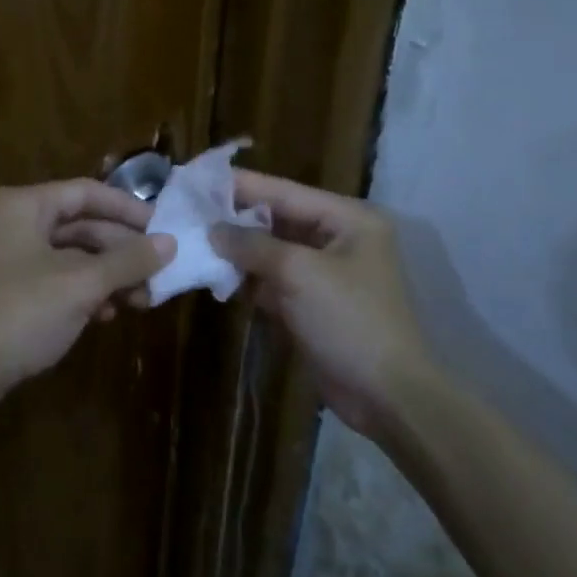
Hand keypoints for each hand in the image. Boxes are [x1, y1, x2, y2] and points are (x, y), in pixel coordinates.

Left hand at [0, 180, 176, 434]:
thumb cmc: (18, 314)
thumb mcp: (80, 285)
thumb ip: (127, 260)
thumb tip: (170, 242)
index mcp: (24, 206)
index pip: (87, 193)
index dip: (128, 209)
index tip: (164, 229)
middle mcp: (13, 222)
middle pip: (81, 226)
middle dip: (121, 252)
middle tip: (158, 274)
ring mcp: (7, 257)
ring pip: (70, 256)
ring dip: (107, 276)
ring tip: (141, 300)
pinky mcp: (6, 290)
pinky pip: (55, 279)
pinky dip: (83, 292)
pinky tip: (106, 314)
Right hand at [211, 171, 431, 434]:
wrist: (387, 397)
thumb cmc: (349, 320)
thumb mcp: (299, 273)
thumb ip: (254, 245)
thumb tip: (214, 230)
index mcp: (348, 219)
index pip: (285, 191)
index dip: (242, 185)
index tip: (199, 179)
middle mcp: (339, 239)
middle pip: (278, 219)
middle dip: (236, 219)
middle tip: (189, 211)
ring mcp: (326, 274)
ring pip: (273, 252)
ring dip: (238, 251)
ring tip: (193, 240)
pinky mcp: (313, 305)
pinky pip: (275, 281)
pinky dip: (249, 279)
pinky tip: (215, 274)